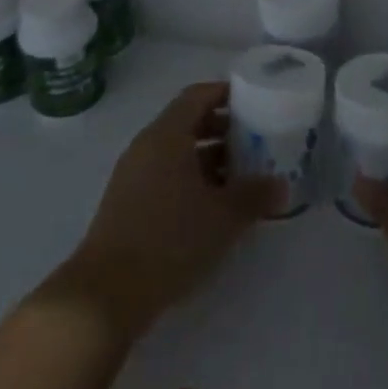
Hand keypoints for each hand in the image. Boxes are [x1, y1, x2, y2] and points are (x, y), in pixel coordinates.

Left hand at [50, 83, 274, 340]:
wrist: (106, 295)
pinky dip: (192, 177)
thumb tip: (281, 185)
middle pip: (188, 121)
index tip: (254, 100)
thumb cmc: (169, 240)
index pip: (198, 95)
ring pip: (177, 150)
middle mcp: (147, 146)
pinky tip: (214, 203)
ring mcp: (134, 174)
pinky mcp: (128, 202)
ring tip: (242, 173)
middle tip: (256, 138)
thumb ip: (255, 195)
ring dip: (209, 156)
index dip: (226, 93)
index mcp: (167, 135)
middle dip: (223, 127)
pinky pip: (165, 173)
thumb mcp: (223, 217)